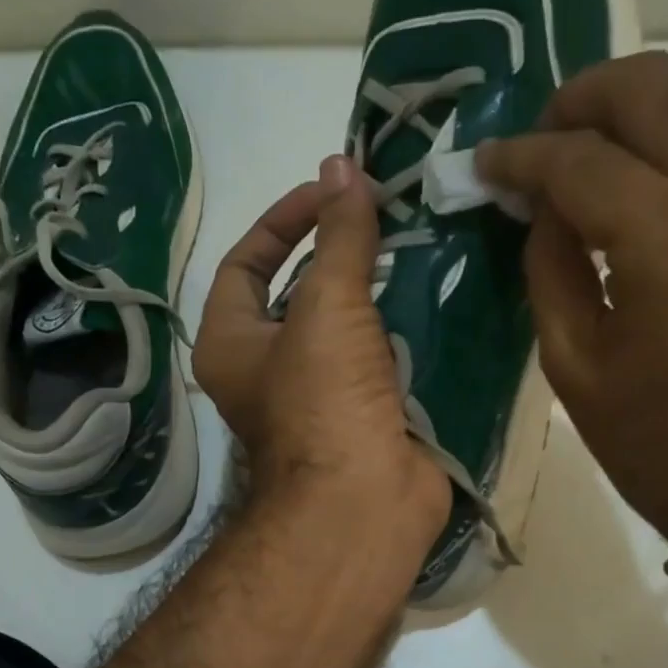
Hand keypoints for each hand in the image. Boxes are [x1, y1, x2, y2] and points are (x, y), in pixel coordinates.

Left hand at [194, 155, 451, 543]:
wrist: (364, 501)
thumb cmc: (323, 400)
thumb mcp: (326, 305)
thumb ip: (339, 236)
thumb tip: (341, 166)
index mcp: (232, 343)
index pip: (246, 262)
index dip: (284, 219)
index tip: (333, 193)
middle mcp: (268, 370)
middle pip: (298, 294)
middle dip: (338, 254)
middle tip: (383, 216)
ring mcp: (320, 397)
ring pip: (345, 328)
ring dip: (376, 292)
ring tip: (415, 246)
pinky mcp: (365, 417)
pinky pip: (381, 360)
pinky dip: (403, 332)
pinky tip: (435, 298)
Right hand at [476, 53, 667, 549]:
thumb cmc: (651, 435)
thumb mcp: (572, 361)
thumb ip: (549, 266)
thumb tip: (540, 206)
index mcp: (664, 240)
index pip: (579, 159)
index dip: (522, 156)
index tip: (486, 164)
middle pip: (650, 89)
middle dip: (579, 101)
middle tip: (539, 143)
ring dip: (640, 99)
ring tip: (595, 143)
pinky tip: (648, 163)